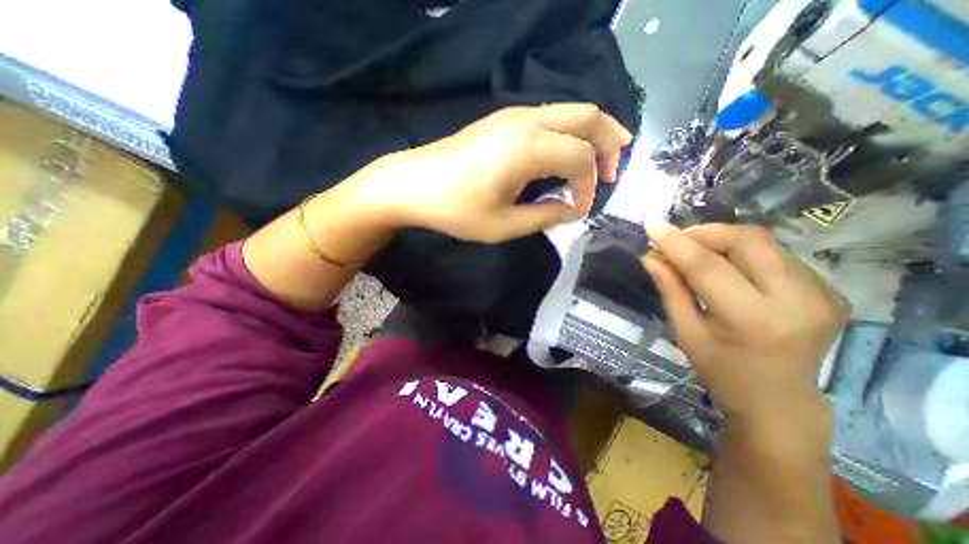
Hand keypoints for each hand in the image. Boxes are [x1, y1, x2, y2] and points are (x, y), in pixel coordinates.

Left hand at [345, 101, 633, 241]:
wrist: (414, 184)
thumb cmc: (456, 209)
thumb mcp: (504, 225)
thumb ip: (545, 217)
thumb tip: (573, 210)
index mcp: (528, 148)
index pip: (580, 158)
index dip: (590, 185)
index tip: (582, 209)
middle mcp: (527, 121)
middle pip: (587, 116)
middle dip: (609, 142)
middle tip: (615, 169)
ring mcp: (513, 115)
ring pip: (570, 111)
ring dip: (592, 132)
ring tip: (604, 157)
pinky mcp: (503, 120)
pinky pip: (551, 117)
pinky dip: (570, 131)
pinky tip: (569, 150)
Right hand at [643, 221, 845, 423]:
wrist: (778, 399)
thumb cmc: (720, 369)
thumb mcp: (685, 332)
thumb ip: (670, 289)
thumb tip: (651, 257)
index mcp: (752, 320)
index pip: (708, 266)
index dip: (676, 241)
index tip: (651, 222)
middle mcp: (795, 301)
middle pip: (746, 241)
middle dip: (704, 233)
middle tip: (677, 241)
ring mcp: (821, 294)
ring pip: (763, 242)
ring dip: (722, 240)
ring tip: (697, 253)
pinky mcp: (828, 290)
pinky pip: (776, 254)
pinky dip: (742, 252)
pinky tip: (727, 266)